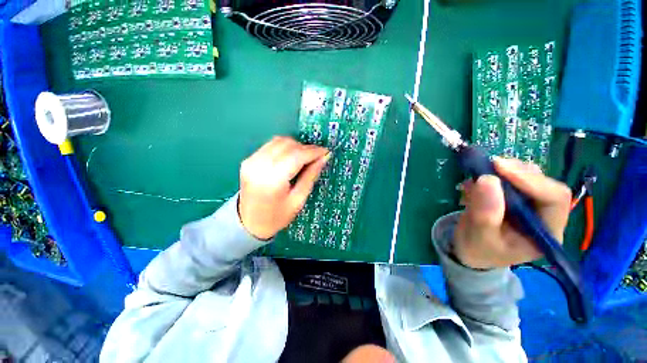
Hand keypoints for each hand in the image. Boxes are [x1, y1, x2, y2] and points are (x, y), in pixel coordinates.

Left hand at [238, 136, 329, 239]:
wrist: (249, 223)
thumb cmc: (277, 217)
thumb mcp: (298, 200)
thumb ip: (310, 176)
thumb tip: (323, 158)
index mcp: (273, 180)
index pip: (296, 156)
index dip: (313, 151)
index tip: (325, 151)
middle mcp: (259, 166)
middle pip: (287, 145)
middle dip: (305, 148)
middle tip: (316, 156)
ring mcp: (251, 161)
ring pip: (279, 141)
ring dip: (295, 145)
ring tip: (304, 156)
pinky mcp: (248, 160)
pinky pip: (270, 145)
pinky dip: (284, 147)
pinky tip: (290, 157)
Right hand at [453, 158, 571, 268]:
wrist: (469, 249)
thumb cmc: (478, 249)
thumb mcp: (479, 235)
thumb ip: (485, 212)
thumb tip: (487, 179)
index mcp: (546, 232)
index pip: (554, 199)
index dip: (531, 180)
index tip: (499, 167)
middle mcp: (545, 215)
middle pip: (542, 183)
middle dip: (515, 172)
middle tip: (487, 166)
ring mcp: (531, 205)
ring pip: (528, 176)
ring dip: (503, 172)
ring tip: (477, 176)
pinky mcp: (516, 197)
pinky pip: (511, 178)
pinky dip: (493, 175)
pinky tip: (476, 183)